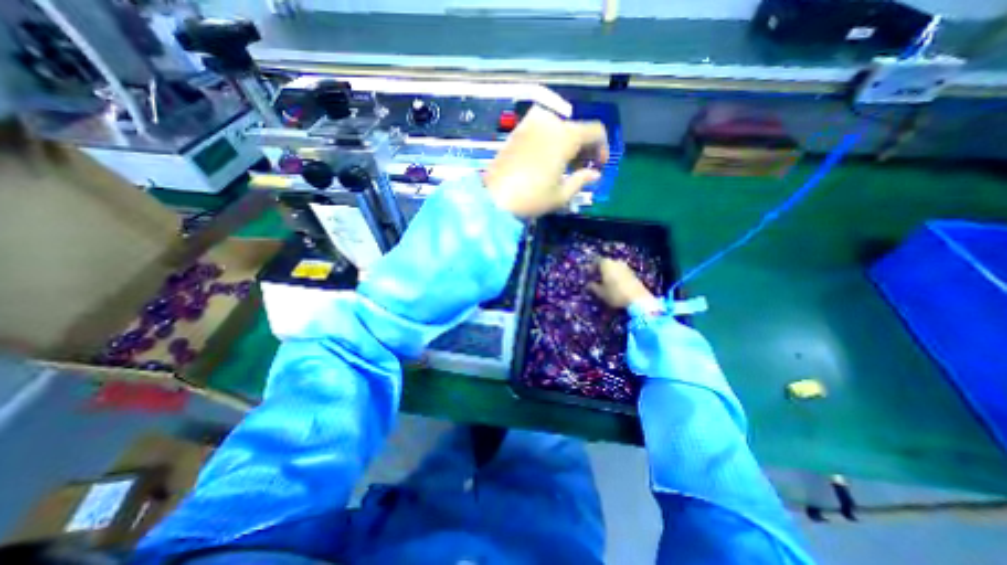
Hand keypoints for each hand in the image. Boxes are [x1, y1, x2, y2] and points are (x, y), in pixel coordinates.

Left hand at [484, 105, 608, 218]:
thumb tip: (595, 174)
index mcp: (565, 135)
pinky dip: (552, 141)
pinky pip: (543, 130)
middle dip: (584, 148)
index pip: (595, 131)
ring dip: (568, 144)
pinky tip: (548, 160)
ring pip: (560, 128)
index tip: (599, 166)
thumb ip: (582, 180)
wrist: (493, 197)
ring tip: (565, 167)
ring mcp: (531, 124)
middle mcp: (550, 122)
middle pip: (577, 128)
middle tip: (583, 169)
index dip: (602, 148)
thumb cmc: (531, 197)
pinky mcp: (517, 131)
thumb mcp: (561, 194)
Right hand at [588, 255, 656, 309]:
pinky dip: (616, 276)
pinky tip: (615, 285)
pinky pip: (621, 272)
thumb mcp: (600, 292)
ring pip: (614, 267)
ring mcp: (626, 267)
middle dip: (600, 270)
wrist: (638, 300)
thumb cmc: (615, 294)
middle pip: (606, 263)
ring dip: (609, 273)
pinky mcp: (633, 273)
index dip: (591, 268)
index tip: (588, 275)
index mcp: (606, 264)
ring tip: (605, 282)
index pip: (596, 261)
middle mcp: (616, 262)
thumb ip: (593, 287)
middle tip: (596, 278)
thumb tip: (588, 284)